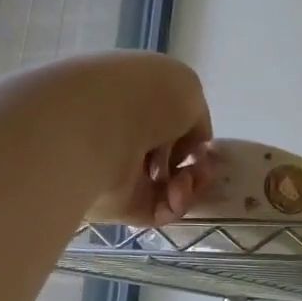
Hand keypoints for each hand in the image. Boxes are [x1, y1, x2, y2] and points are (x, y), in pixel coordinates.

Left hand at [59, 53, 216, 225]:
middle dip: (193, 165)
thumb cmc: (144, 95)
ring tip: (187, 179)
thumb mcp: (188, 89)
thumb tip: (190, 146)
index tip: (202, 143)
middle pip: (166, 158)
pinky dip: (175, 205)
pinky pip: (156, 211)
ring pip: (165, 188)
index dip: (190, 135)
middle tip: (201, 167)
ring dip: (188, 186)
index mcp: (132, 100)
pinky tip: (177, 192)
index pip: (166, 123)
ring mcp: (117, 171)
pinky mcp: (116, 204)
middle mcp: (122, 135)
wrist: (98, 124)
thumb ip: (195, 118)